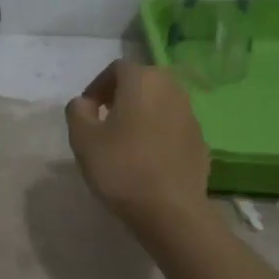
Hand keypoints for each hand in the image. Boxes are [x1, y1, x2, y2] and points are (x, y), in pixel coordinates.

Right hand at [66, 61, 211, 231]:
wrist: (170, 209)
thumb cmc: (121, 168)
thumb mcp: (83, 139)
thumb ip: (77, 111)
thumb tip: (85, 103)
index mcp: (143, 81)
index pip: (117, 69)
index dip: (97, 86)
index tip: (86, 111)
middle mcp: (172, 89)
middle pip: (142, 82)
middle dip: (121, 96)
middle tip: (104, 121)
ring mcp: (191, 114)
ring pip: (159, 103)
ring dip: (140, 113)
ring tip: (124, 140)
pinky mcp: (200, 140)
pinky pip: (172, 126)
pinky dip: (157, 132)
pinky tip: (146, 158)